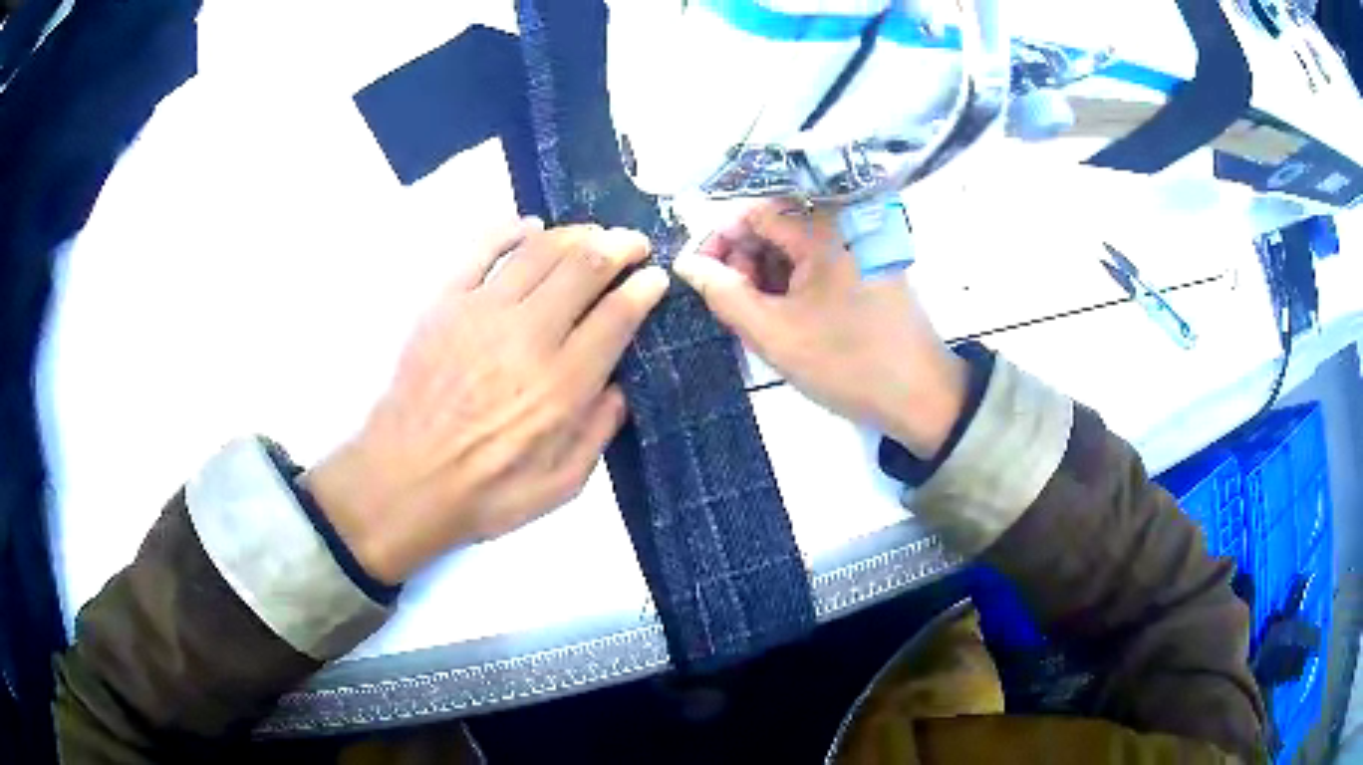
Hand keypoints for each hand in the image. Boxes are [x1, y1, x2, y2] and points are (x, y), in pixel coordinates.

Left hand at [306, 219, 668, 584]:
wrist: (403, 481)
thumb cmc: (484, 494)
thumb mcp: (560, 486)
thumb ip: (598, 433)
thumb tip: (619, 387)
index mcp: (562, 384)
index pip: (617, 315)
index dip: (644, 288)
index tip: (656, 277)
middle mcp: (527, 336)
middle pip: (585, 266)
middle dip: (620, 246)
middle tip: (634, 244)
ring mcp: (481, 311)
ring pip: (540, 250)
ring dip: (576, 233)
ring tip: (592, 234)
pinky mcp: (443, 303)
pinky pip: (480, 248)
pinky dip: (510, 230)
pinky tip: (529, 227)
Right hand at [673, 200, 966, 458]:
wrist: (922, 397)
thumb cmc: (847, 363)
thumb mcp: (774, 333)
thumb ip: (723, 294)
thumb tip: (686, 263)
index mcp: (822, 230)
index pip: (753, 213)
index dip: (719, 240)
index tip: (699, 277)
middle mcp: (845, 225)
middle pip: (776, 227)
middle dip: (743, 261)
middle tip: (731, 305)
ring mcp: (862, 246)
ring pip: (797, 248)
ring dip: (767, 275)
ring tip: (757, 318)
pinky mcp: (871, 267)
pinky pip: (820, 263)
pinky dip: (794, 283)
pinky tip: (787, 316)